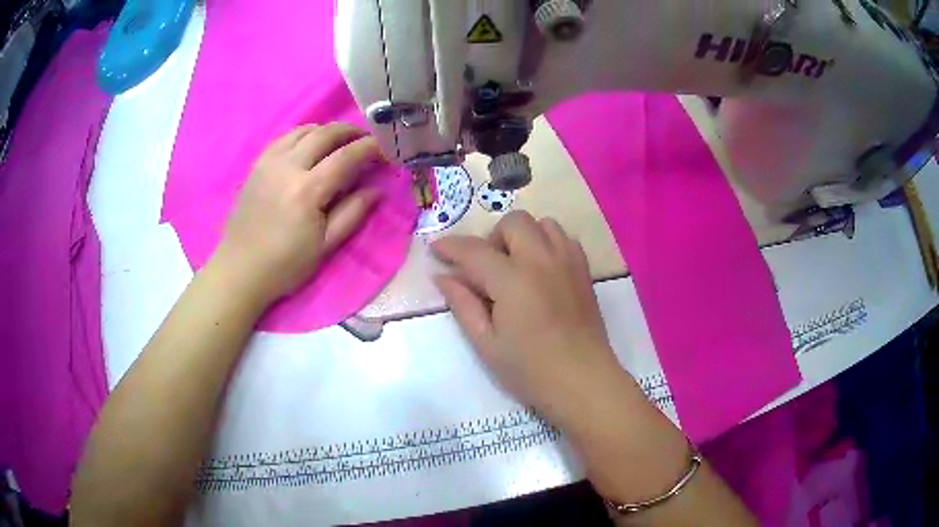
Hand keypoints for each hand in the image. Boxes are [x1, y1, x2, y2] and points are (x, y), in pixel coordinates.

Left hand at [211, 123, 382, 304]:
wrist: (240, 269)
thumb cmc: (285, 265)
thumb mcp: (325, 246)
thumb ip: (353, 213)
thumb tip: (377, 189)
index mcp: (307, 191)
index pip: (346, 156)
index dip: (370, 148)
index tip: (386, 150)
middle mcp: (287, 167)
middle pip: (325, 133)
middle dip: (351, 132)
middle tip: (367, 140)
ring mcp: (269, 162)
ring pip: (304, 130)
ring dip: (327, 130)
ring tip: (341, 142)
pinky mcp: (257, 164)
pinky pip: (285, 137)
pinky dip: (304, 134)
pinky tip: (311, 146)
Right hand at [432, 211, 626, 426]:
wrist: (583, 381)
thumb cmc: (530, 369)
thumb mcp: (486, 343)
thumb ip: (463, 305)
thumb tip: (443, 277)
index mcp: (513, 279)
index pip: (474, 251)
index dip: (450, 247)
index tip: (436, 250)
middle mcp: (542, 260)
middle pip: (513, 222)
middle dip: (492, 238)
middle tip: (486, 270)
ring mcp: (568, 262)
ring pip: (544, 224)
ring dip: (523, 236)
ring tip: (516, 267)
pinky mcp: (584, 271)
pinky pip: (565, 239)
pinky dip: (548, 244)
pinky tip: (542, 271)